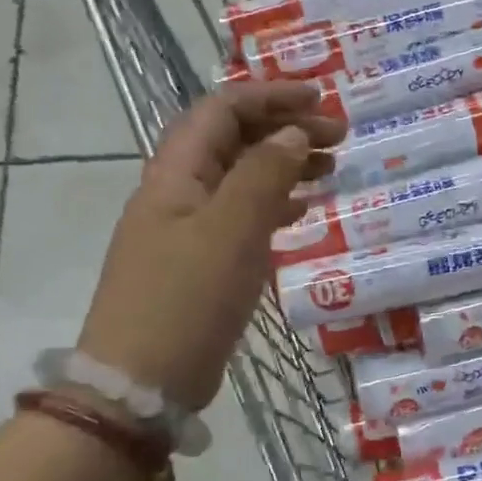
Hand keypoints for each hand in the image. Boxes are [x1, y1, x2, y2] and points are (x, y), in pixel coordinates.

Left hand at [76, 82, 344, 411]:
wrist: (141, 383)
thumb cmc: (186, 300)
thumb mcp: (231, 231)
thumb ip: (264, 176)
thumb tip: (294, 134)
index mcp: (176, 174)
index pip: (222, 111)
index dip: (271, 97)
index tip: (321, 100)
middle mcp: (179, 193)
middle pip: (233, 141)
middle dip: (286, 129)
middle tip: (340, 137)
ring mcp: (189, 230)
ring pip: (242, 179)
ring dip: (285, 165)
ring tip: (332, 169)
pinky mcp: (202, 263)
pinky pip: (244, 217)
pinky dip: (276, 205)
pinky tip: (305, 211)